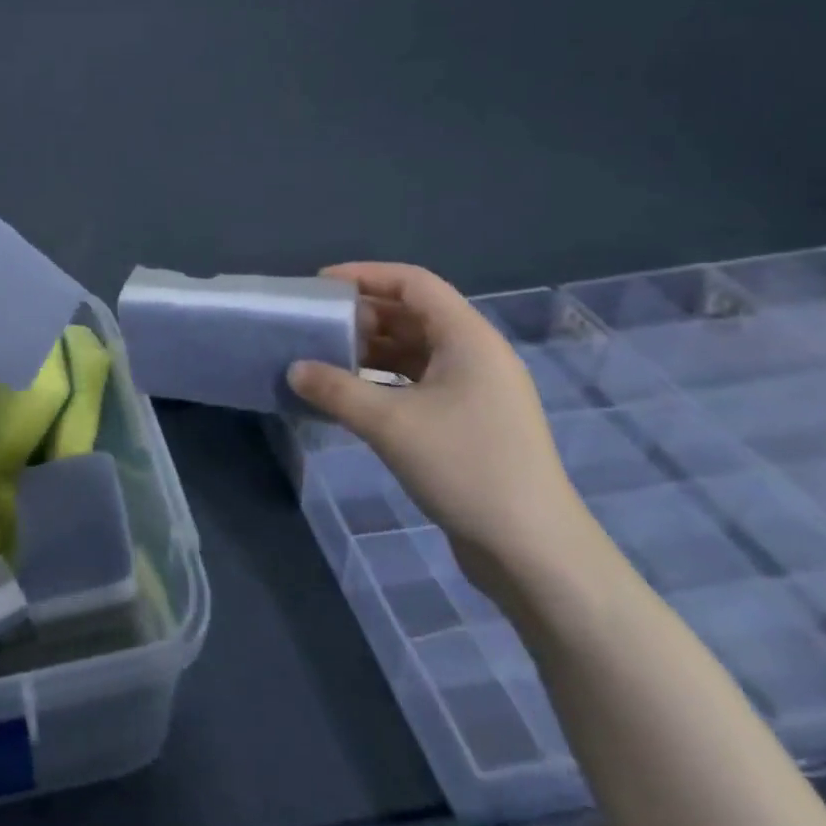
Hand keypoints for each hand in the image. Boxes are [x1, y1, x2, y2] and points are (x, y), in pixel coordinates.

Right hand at [287, 262, 593, 595]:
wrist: (532, 550)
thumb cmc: (465, 467)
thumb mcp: (389, 424)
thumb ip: (336, 390)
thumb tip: (294, 369)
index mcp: (468, 339)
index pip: (414, 284)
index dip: (366, 275)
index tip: (320, 286)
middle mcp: (476, 356)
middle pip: (413, 315)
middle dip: (362, 316)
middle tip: (315, 326)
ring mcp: (476, 391)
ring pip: (414, 351)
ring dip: (369, 351)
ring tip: (323, 359)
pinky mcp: (470, 422)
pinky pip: (418, 383)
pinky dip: (382, 381)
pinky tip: (350, 397)